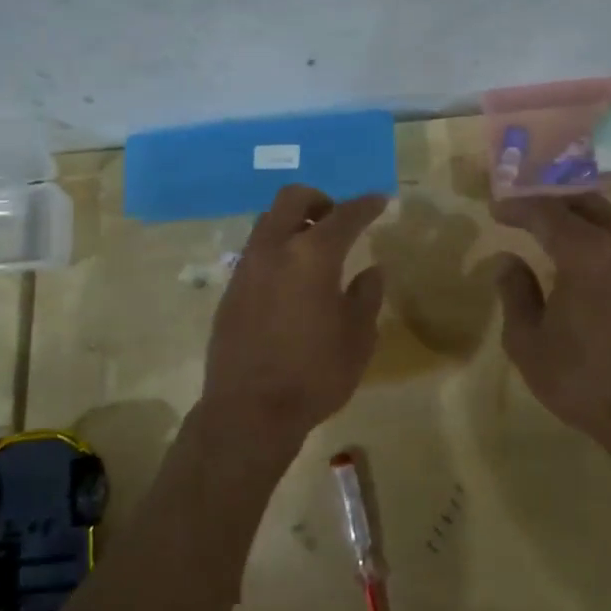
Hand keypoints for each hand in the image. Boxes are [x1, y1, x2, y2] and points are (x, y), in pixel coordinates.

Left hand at [200, 185, 387, 449]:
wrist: (249, 411)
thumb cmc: (314, 374)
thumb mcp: (358, 338)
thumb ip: (366, 296)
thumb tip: (371, 270)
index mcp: (312, 256)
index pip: (344, 215)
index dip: (365, 205)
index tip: (380, 201)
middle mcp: (274, 249)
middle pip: (292, 199)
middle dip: (320, 200)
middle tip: (338, 221)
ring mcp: (246, 267)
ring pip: (268, 221)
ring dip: (293, 222)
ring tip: (314, 251)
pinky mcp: (230, 289)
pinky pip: (256, 251)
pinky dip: (277, 249)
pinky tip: (290, 280)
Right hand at [493, 195, 610, 447]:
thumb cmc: (582, 379)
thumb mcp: (528, 341)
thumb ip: (515, 293)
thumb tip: (509, 261)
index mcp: (587, 254)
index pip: (546, 212)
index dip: (517, 207)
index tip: (494, 210)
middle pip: (582, 202)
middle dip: (548, 198)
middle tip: (519, 206)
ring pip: (607, 215)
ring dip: (574, 209)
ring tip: (546, 218)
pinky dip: (594, 227)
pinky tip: (578, 245)